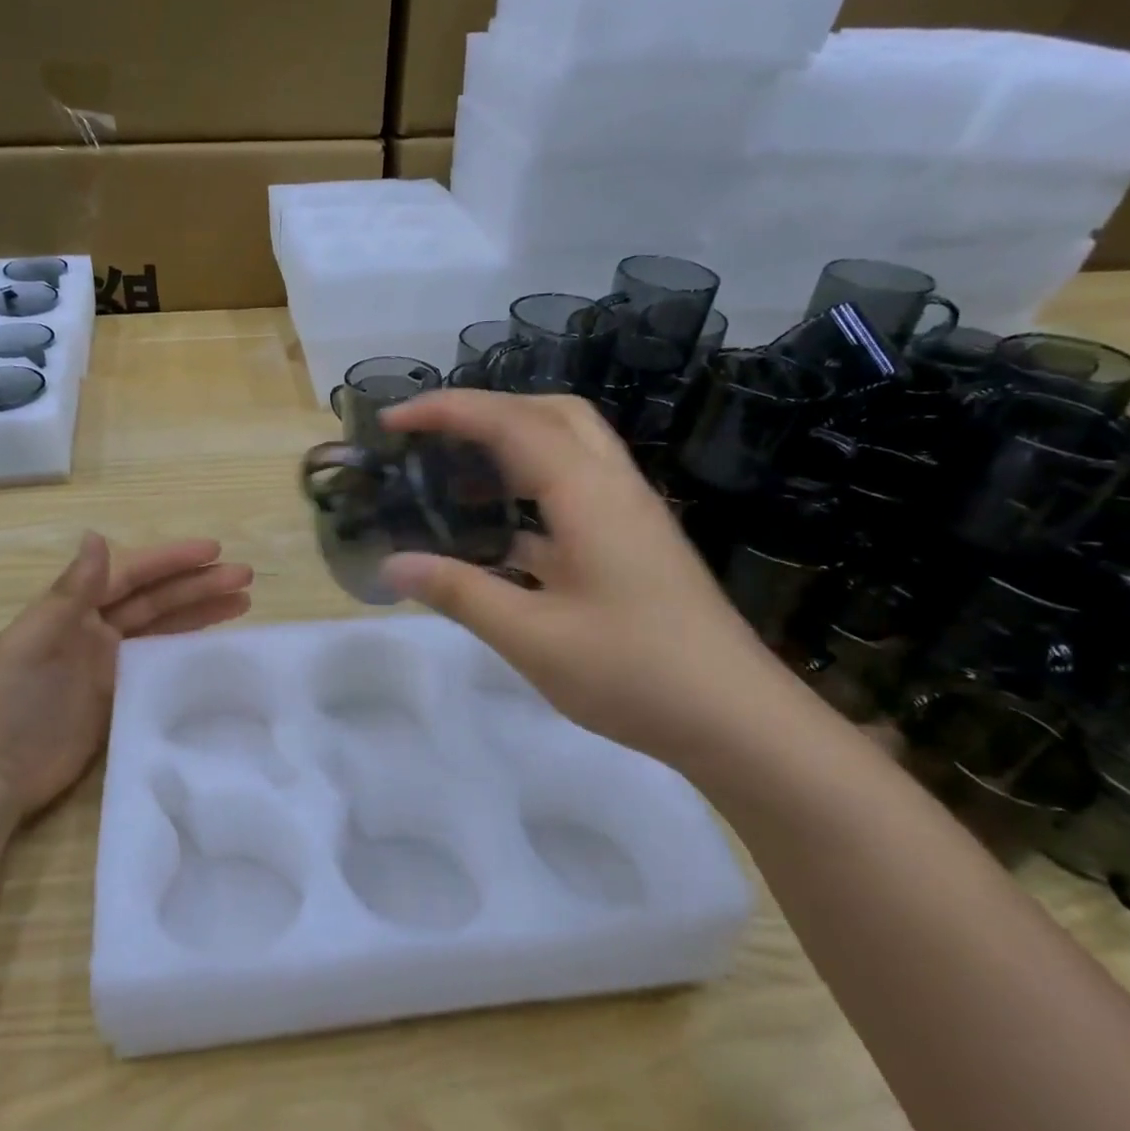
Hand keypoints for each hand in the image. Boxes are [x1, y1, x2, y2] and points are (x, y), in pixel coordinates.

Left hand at [0, 534, 252, 820]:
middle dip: (199, 585)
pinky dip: (187, 650)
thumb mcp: (35, 640)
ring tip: (244, 602)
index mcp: (74, 609)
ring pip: (164, 628)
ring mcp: (110, 664)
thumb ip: (71, 592)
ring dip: (201, 612)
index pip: (132, 576)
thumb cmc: (11, 700)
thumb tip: (96, 535)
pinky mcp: (120, 696)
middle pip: (157, 599)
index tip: (215, 551)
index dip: (173, 561)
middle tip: (245, 576)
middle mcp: (96, 629)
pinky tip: (216, 645)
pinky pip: (161, 664)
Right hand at [379, 391, 792, 763]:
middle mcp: (612, 487)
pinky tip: (495, 536)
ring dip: (509, 447)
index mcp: (587, 494)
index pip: (510, 422)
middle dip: (484, 411)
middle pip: (549, 413)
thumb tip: (393, 564)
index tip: (393, 421)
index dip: (447, 410)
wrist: (736, 720)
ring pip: (566, 449)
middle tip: (430, 438)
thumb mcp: (531, 637)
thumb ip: (459, 592)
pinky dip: (528, 493)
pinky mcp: (633, 544)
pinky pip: (574, 492)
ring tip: (453, 477)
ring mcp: (628, 515)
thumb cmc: (632, 673)